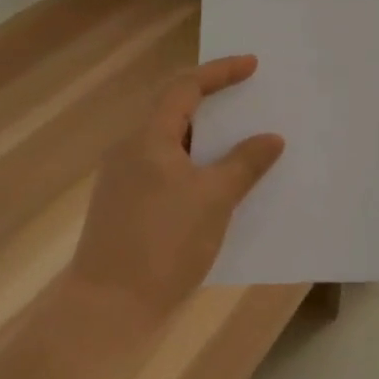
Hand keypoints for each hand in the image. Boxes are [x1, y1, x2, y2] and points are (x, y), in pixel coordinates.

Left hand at [68, 55, 284, 323]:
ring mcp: (124, 181)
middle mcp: (130, 151)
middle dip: (214, 103)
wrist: (107, 312)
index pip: (185, 87)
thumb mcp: (214, 199)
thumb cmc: (163, 244)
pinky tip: (219, 185)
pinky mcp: (125, 209)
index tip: (252, 65)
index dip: (219, 72)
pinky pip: (167, 171)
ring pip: (172, 144)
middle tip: (249, 99)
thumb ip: (244, 163)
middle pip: (175, 112)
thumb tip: (271, 139)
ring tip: (242, 141)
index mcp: (147, 138)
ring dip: (207, 139)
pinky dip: (195, 166)